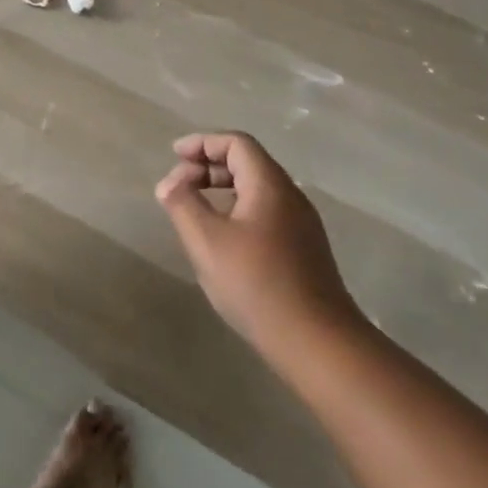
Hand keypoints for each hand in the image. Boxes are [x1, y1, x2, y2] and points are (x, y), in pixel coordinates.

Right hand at [156, 131, 363, 356]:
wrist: (318, 343)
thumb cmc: (257, 284)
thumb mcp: (206, 241)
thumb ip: (182, 204)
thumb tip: (169, 183)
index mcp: (270, 185)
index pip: (236, 143)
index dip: (202, 143)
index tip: (174, 156)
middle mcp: (290, 197)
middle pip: (248, 163)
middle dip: (208, 166)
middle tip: (178, 183)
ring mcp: (301, 226)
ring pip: (257, 190)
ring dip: (222, 189)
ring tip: (193, 209)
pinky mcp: (303, 251)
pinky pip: (265, 213)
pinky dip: (236, 209)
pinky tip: (221, 238)